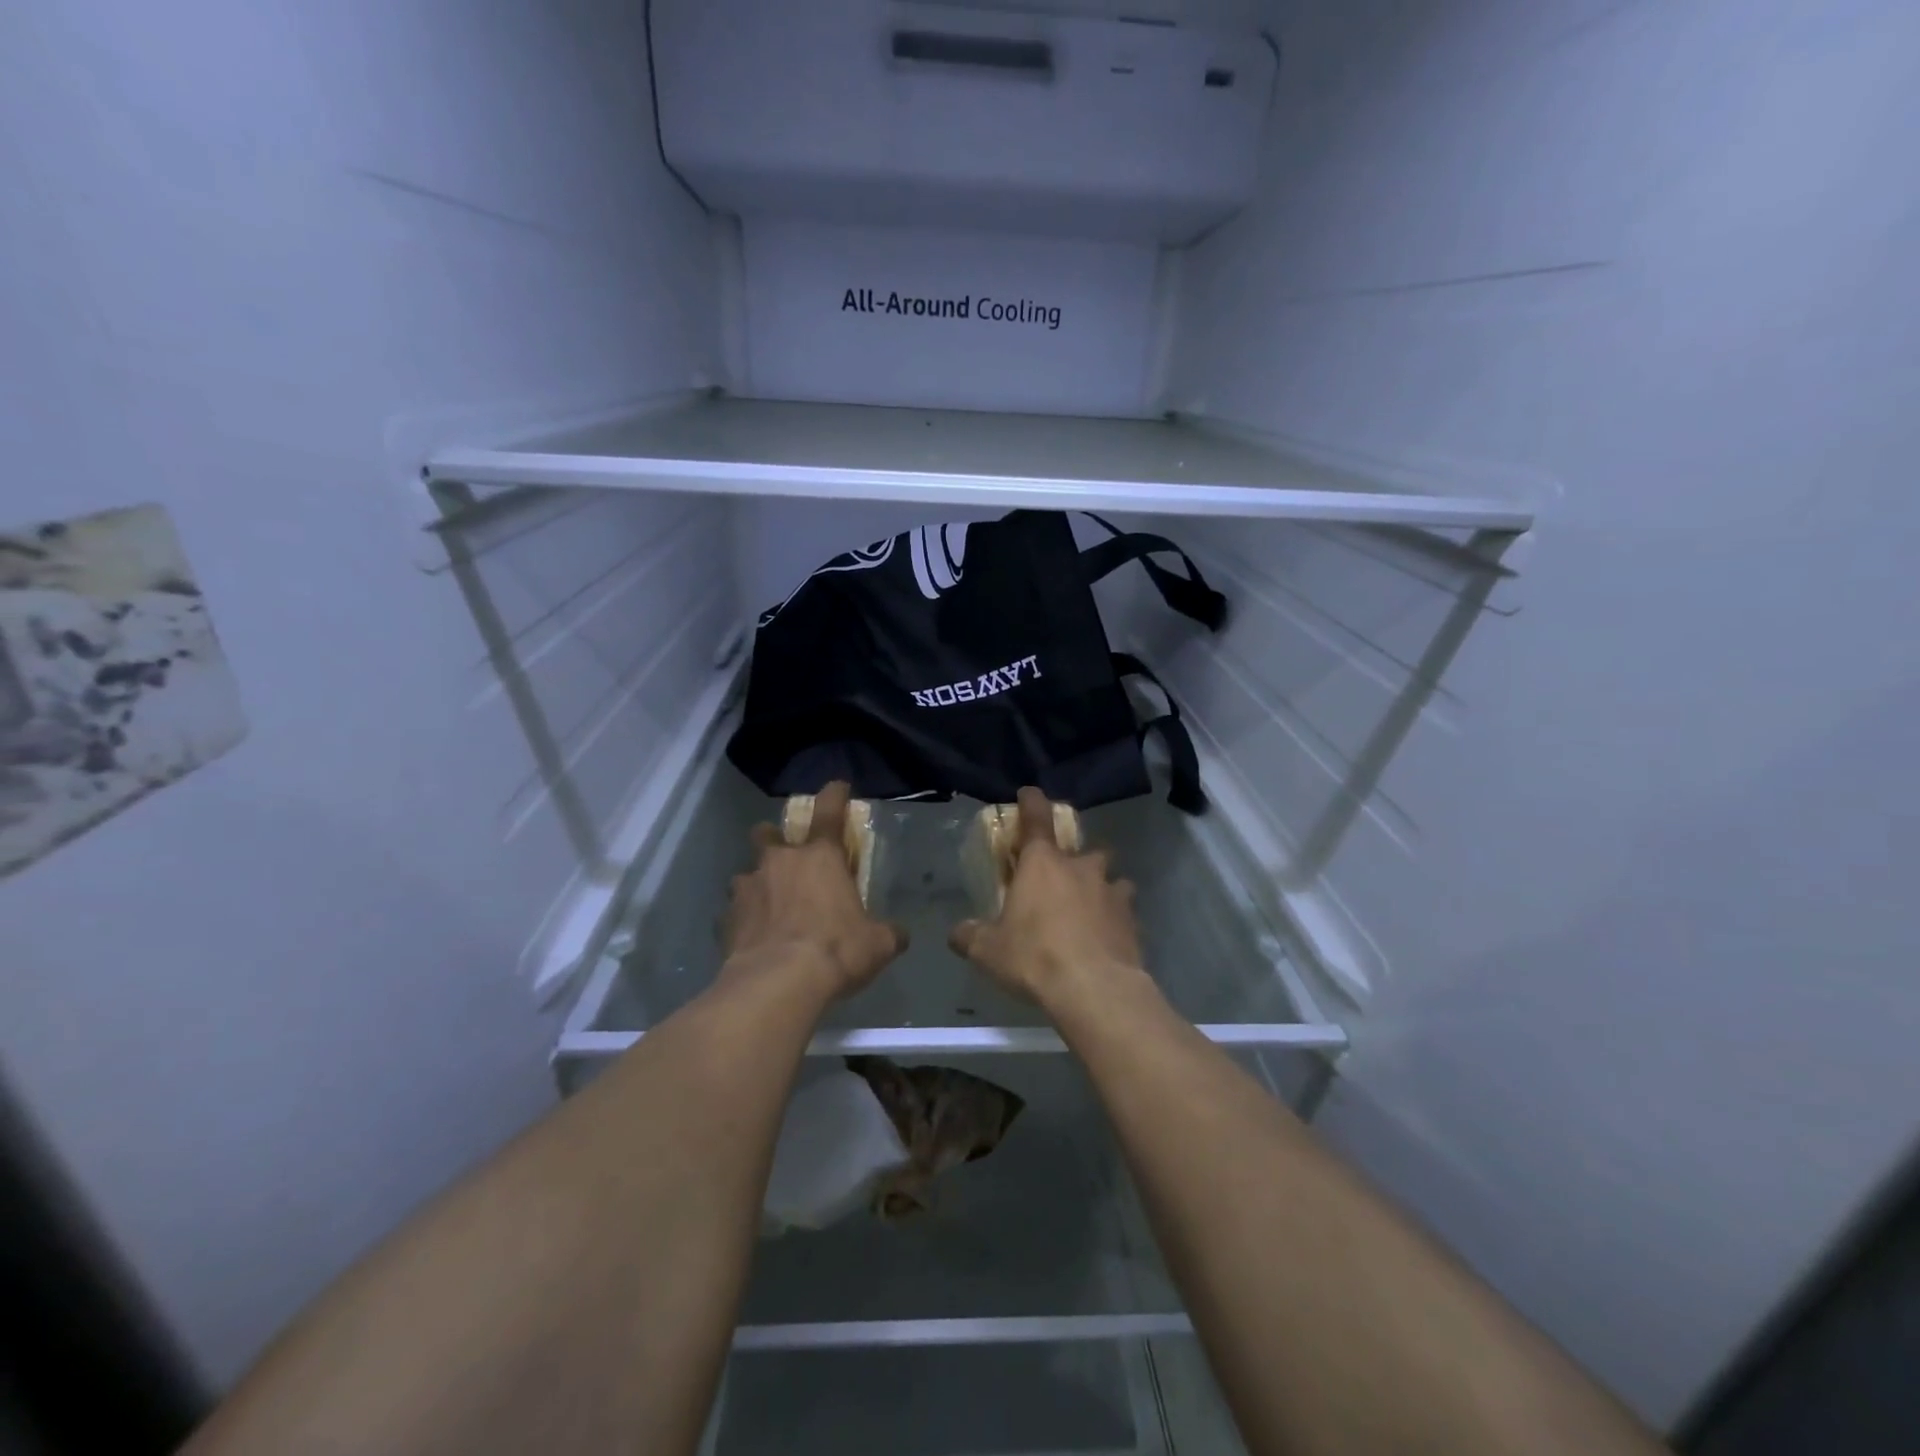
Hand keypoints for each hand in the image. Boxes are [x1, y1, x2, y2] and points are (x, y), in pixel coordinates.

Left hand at [723, 781, 906, 998]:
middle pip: (768, 833)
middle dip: (774, 839)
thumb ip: (888, 933)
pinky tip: (751, 938)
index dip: (834, 794)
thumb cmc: (836, 950)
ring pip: (746, 873)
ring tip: (766, 907)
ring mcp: (748, 887)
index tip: (837, 786)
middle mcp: (780, 862)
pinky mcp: (726, 918)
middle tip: (784, 857)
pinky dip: (742, 919)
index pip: (829, 810)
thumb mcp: (877, 944)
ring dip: (757, 883)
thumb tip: (898, 935)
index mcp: (820, 857)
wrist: (777, 983)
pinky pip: (733, 911)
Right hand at [949, 787, 1143, 1007]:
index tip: (1029, 793)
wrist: (1095, 989)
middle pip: (1084, 848)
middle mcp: (1080, 868)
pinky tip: (1108, 938)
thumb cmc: (1034, 957)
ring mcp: (1112, 891)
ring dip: (1102, 886)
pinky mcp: (1132, 919)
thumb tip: (956, 933)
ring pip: (1112, 877)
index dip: (1032, 801)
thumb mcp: (988, 950)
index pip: (1036, 818)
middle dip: (1076, 858)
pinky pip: (1124, 910)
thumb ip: (970, 936)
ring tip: (1092, 908)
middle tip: (1065, 877)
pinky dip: (1116, 918)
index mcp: (1042, 864)